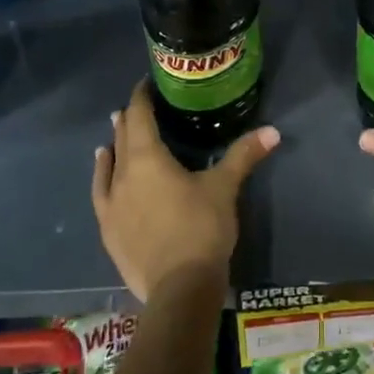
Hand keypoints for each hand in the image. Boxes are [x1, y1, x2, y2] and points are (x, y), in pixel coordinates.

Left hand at [90, 81, 279, 302]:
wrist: (178, 288)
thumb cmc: (202, 229)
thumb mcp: (225, 188)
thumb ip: (244, 155)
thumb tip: (272, 130)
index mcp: (148, 158)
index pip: (139, 117)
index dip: (141, 97)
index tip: (146, 84)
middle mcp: (123, 175)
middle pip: (123, 138)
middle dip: (130, 119)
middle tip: (137, 106)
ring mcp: (111, 204)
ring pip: (108, 165)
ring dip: (114, 146)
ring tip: (114, 134)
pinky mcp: (109, 229)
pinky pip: (101, 192)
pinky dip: (103, 176)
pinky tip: (104, 173)